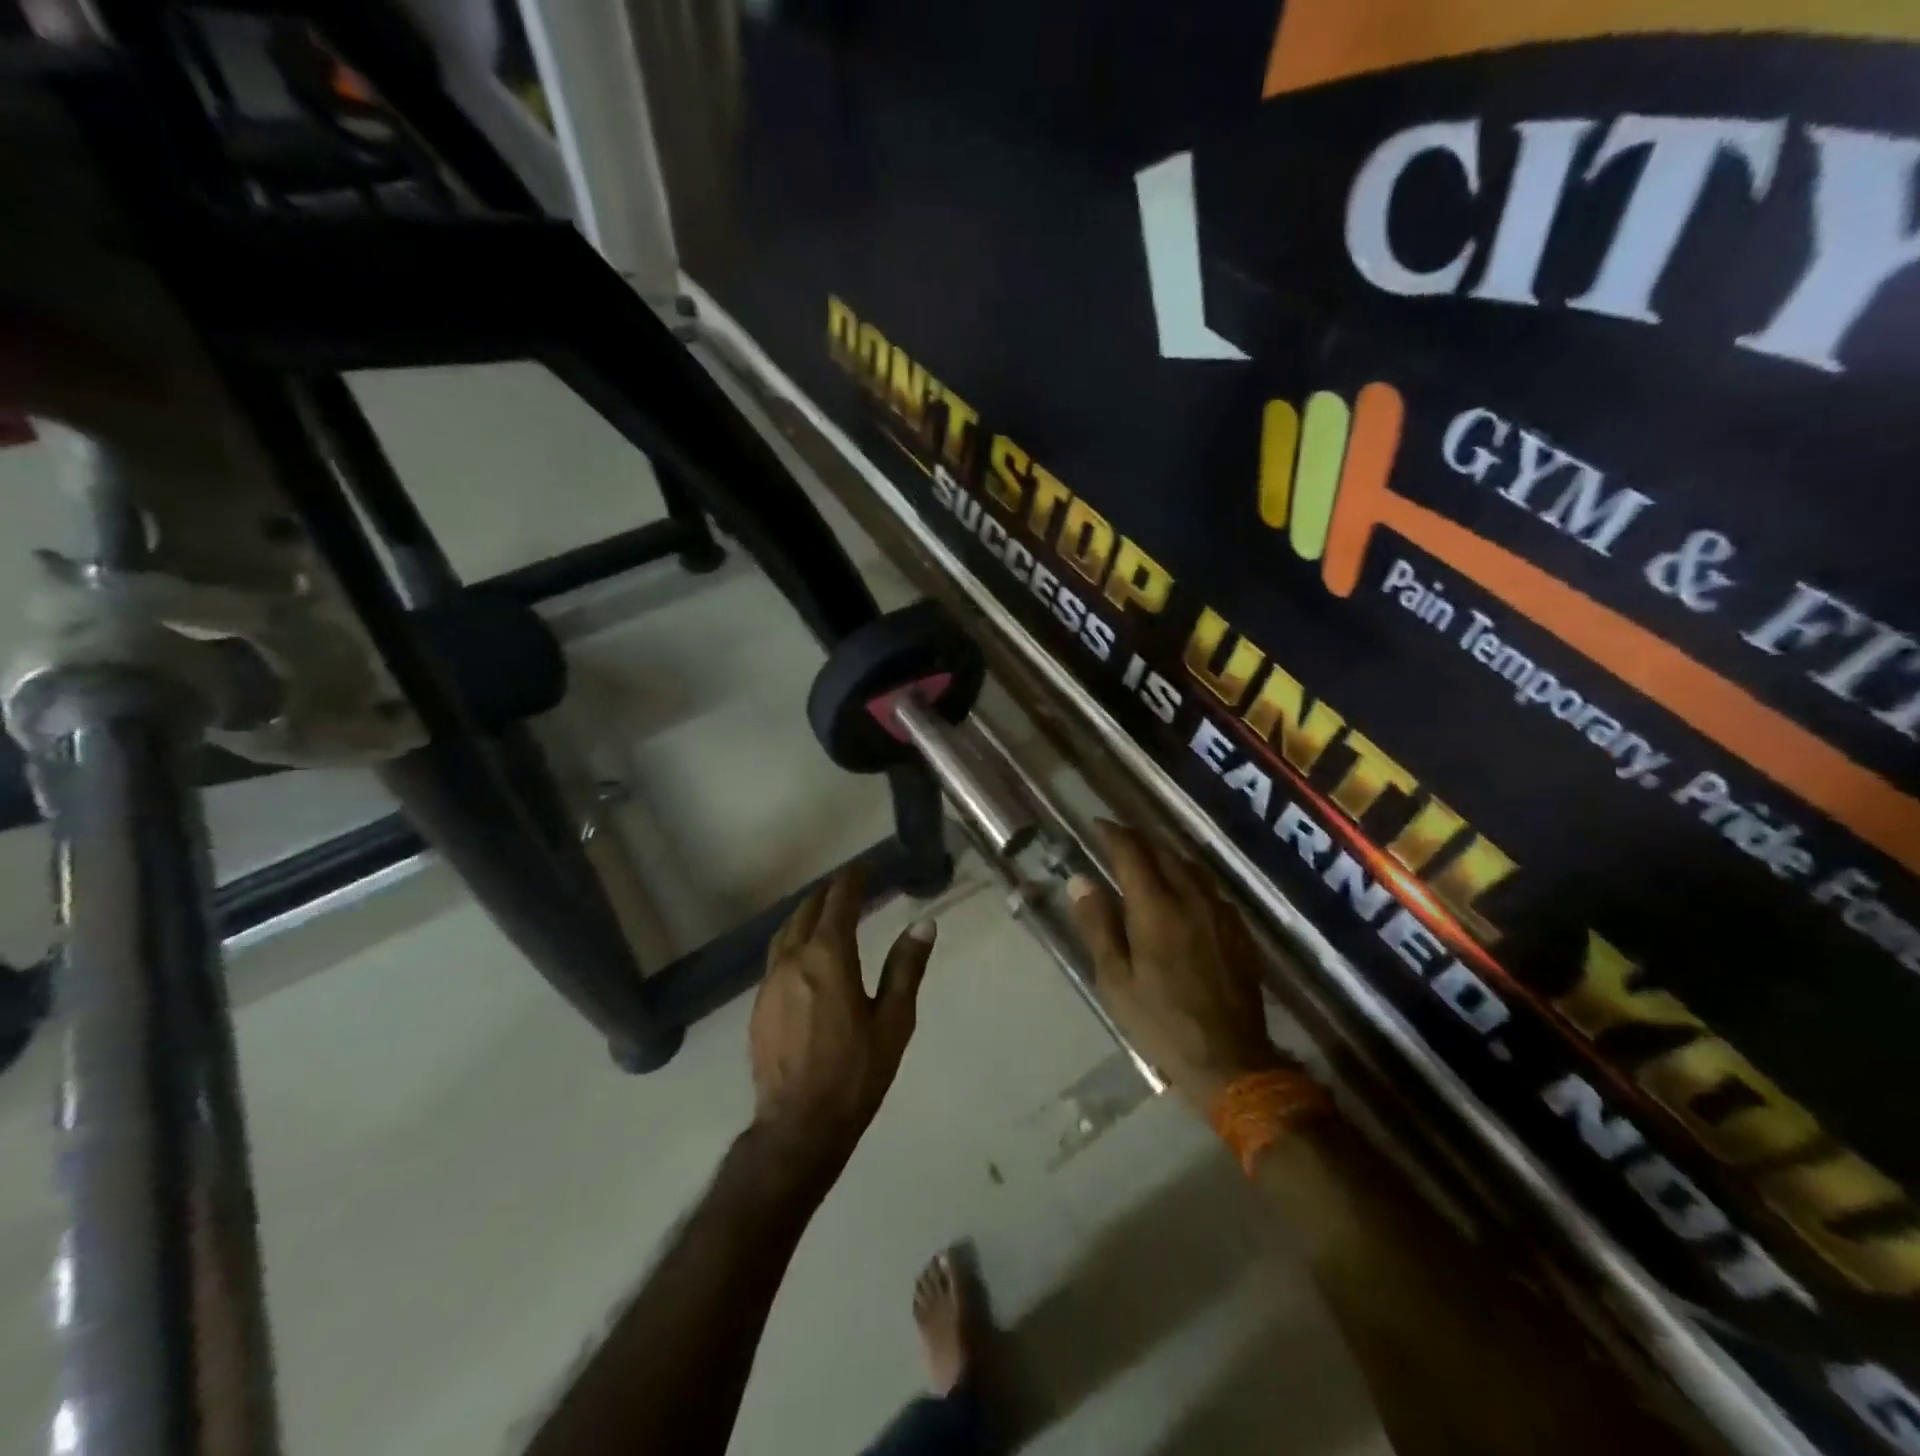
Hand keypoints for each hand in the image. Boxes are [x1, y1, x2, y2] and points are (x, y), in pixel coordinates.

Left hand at [748, 868, 936, 1179]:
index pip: (839, 901)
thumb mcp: (894, 1021)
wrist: (799, 1125)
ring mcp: (769, 982)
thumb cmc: (855, 1073)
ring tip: (825, 913)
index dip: (854, 879)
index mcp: (828, 957)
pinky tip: (804, 957)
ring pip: (785, 932)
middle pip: (807, 910)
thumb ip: (906, 967)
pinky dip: (793, 941)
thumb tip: (924, 924)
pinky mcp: (758, 1005)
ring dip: (806, 914)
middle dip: (829, 893)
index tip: (867, 868)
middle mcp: (793, 959)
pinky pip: (775, 957)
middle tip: (850, 887)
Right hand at [1067, 822, 1286, 1108]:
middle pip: (1163, 853)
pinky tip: (1183, 891)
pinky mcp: (1238, 931)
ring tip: (1146, 858)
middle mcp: (1191, 899)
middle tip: (1117, 838)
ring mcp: (1220, 913)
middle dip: (1138, 839)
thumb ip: (1097, 925)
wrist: (1230, 1059)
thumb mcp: (1115, 980)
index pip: (1132, 853)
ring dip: (1165, 854)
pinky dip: (1188, 877)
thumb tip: (1080, 881)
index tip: (1096, 825)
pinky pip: (1210, 888)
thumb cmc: (1161, 1022)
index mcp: (1156, 908)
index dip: (1113, 834)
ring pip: (1190, 867)